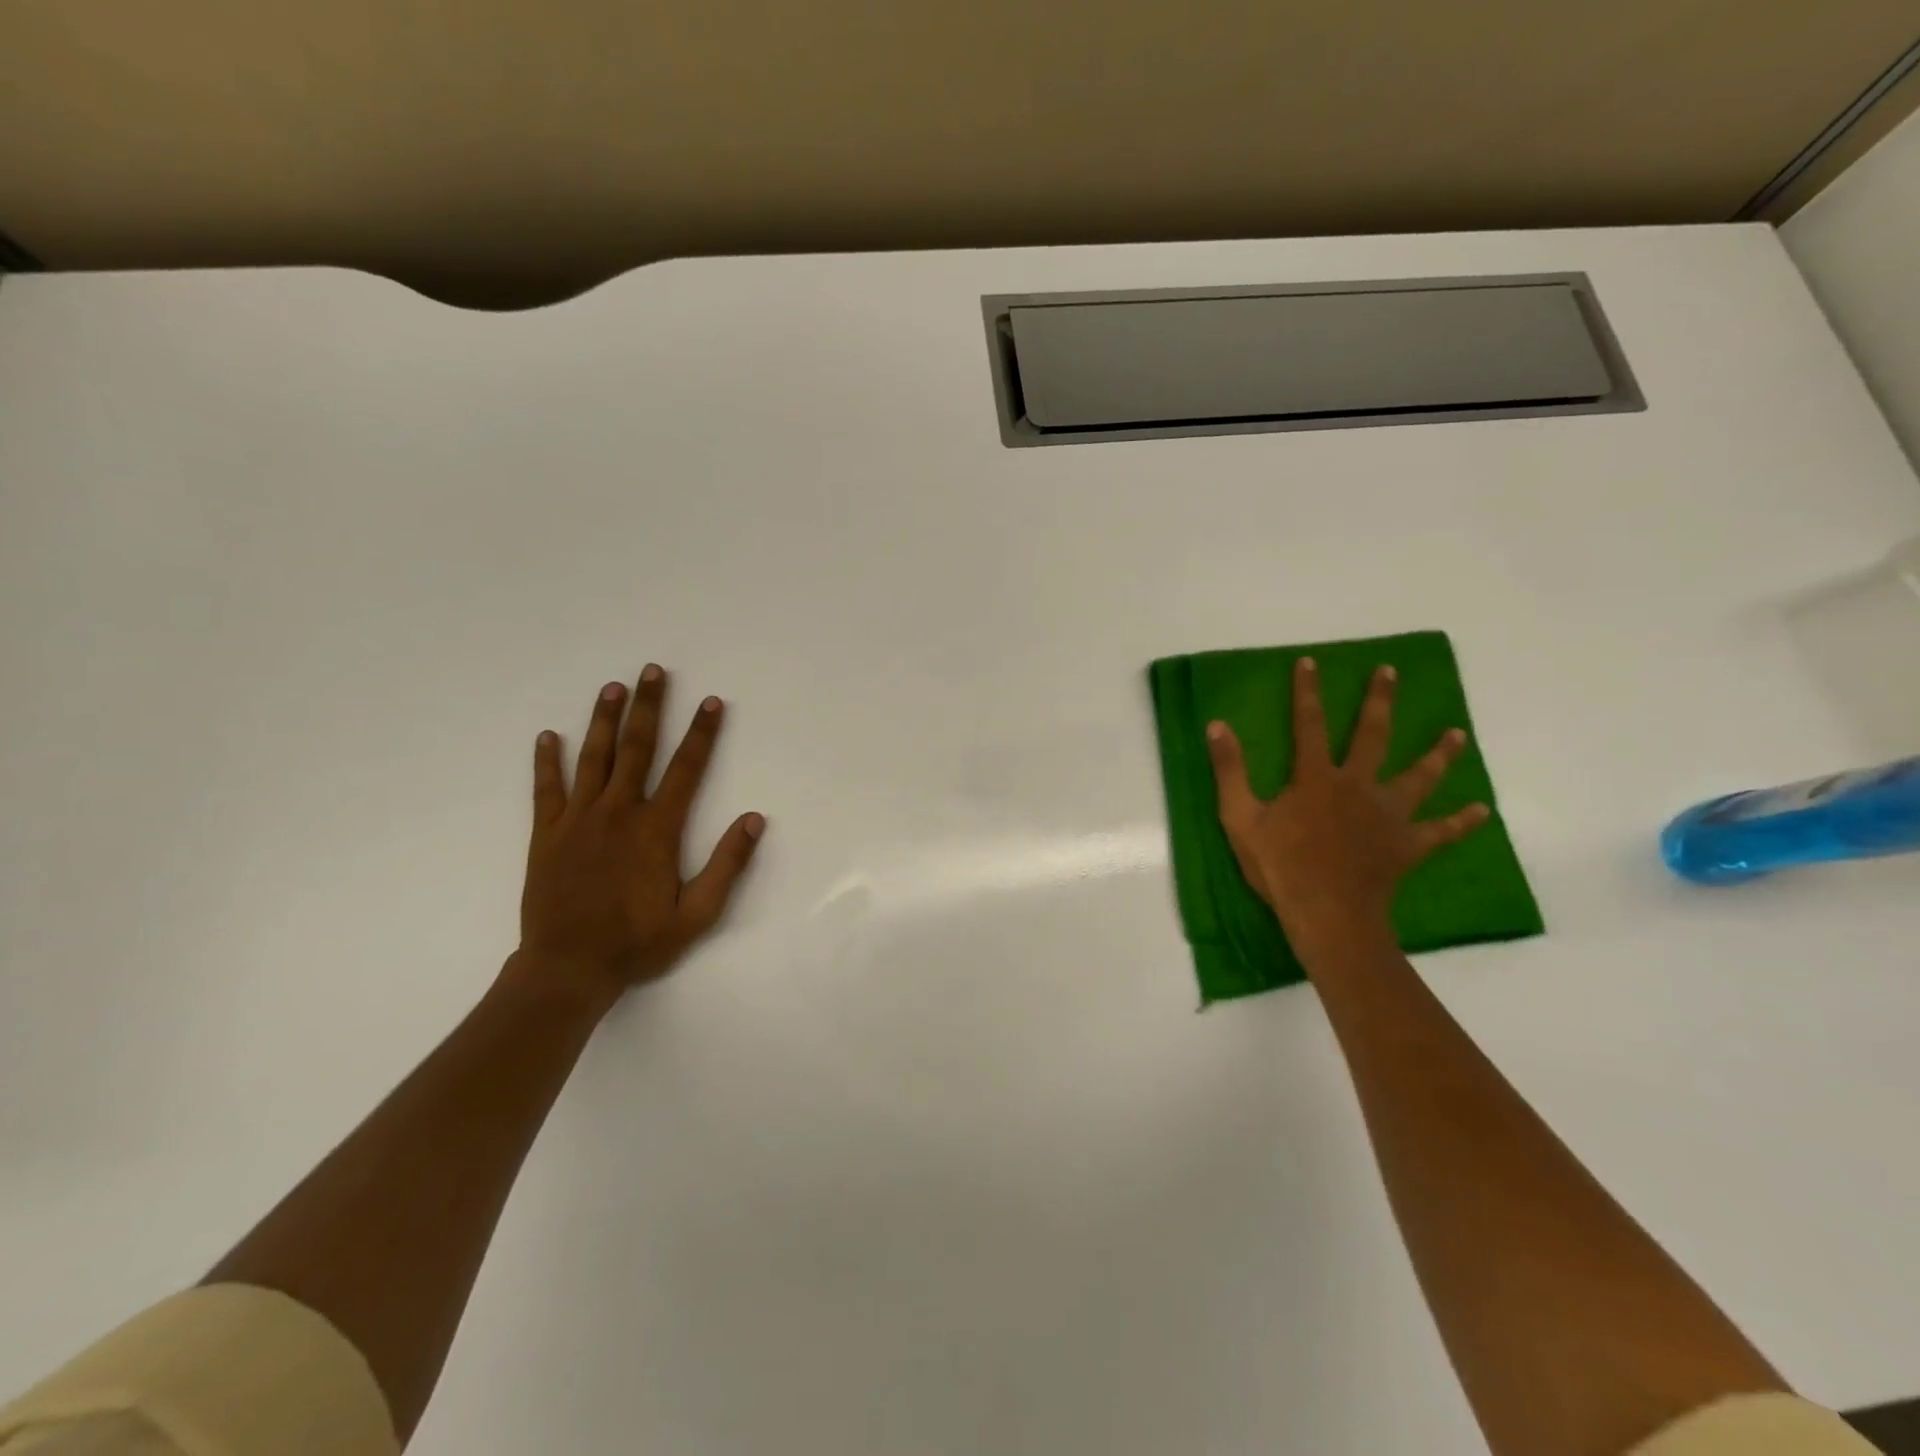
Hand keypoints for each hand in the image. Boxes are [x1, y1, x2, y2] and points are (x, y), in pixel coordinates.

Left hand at [510, 665, 764, 1008]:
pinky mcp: (546, 835)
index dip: (702, 733)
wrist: (567, 969)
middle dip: (648, 707)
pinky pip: (546, 789)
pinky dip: (547, 761)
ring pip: (593, 758)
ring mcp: (578, 821)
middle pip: (637, 749)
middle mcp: (618, 813)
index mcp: (657, 829)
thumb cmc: (638, 942)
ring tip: (612, 687)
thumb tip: (755, 819)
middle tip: (653, 671)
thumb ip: (727, 865)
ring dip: (604, 720)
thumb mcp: (697, 914)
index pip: (687, 769)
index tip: (712, 702)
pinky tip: (549, 735)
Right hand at [1207, 656, 1487, 946]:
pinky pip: (1440, 831)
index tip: (1310, 661)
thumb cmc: (1279, 866)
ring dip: (1438, 754)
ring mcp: (1388, 815)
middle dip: (1379, 701)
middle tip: (1390, 672)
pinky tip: (1481, 811)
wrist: (1325, 912)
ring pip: (1418, 777)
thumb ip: (1230, 770)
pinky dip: (1461, 821)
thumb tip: (1217, 725)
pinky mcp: (1408, 844)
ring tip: (1456, 733)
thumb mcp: (1239, 817)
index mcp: (1316, 778)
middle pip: (1372, 736)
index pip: (1308, 724)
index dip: (1307, 692)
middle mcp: (1357, 786)